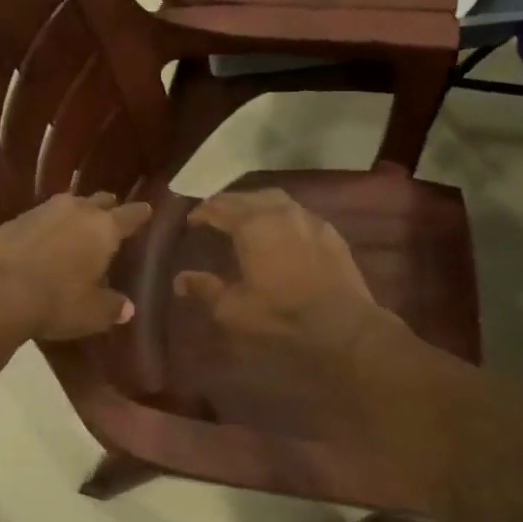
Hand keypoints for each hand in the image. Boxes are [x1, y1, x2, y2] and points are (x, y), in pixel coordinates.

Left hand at [0, 192, 152, 344]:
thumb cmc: (56, 302)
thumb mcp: (92, 314)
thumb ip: (113, 307)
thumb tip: (127, 307)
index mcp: (103, 228)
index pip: (131, 214)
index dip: (141, 214)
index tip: (148, 211)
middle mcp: (76, 210)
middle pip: (100, 200)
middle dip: (108, 208)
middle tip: (113, 220)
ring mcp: (42, 211)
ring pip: (68, 204)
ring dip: (76, 214)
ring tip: (78, 228)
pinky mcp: (14, 220)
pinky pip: (40, 218)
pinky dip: (47, 226)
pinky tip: (44, 241)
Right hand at [172, 189, 390, 359]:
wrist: (343, 324)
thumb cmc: (281, 315)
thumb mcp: (233, 308)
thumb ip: (205, 288)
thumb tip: (180, 280)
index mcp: (251, 225)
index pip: (219, 208)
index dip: (202, 211)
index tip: (192, 219)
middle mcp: (279, 212)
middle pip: (246, 197)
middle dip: (226, 202)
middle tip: (214, 213)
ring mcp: (308, 219)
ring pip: (275, 199)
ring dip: (254, 203)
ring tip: (245, 216)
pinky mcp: (329, 231)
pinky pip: (297, 212)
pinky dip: (280, 214)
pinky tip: (280, 229)